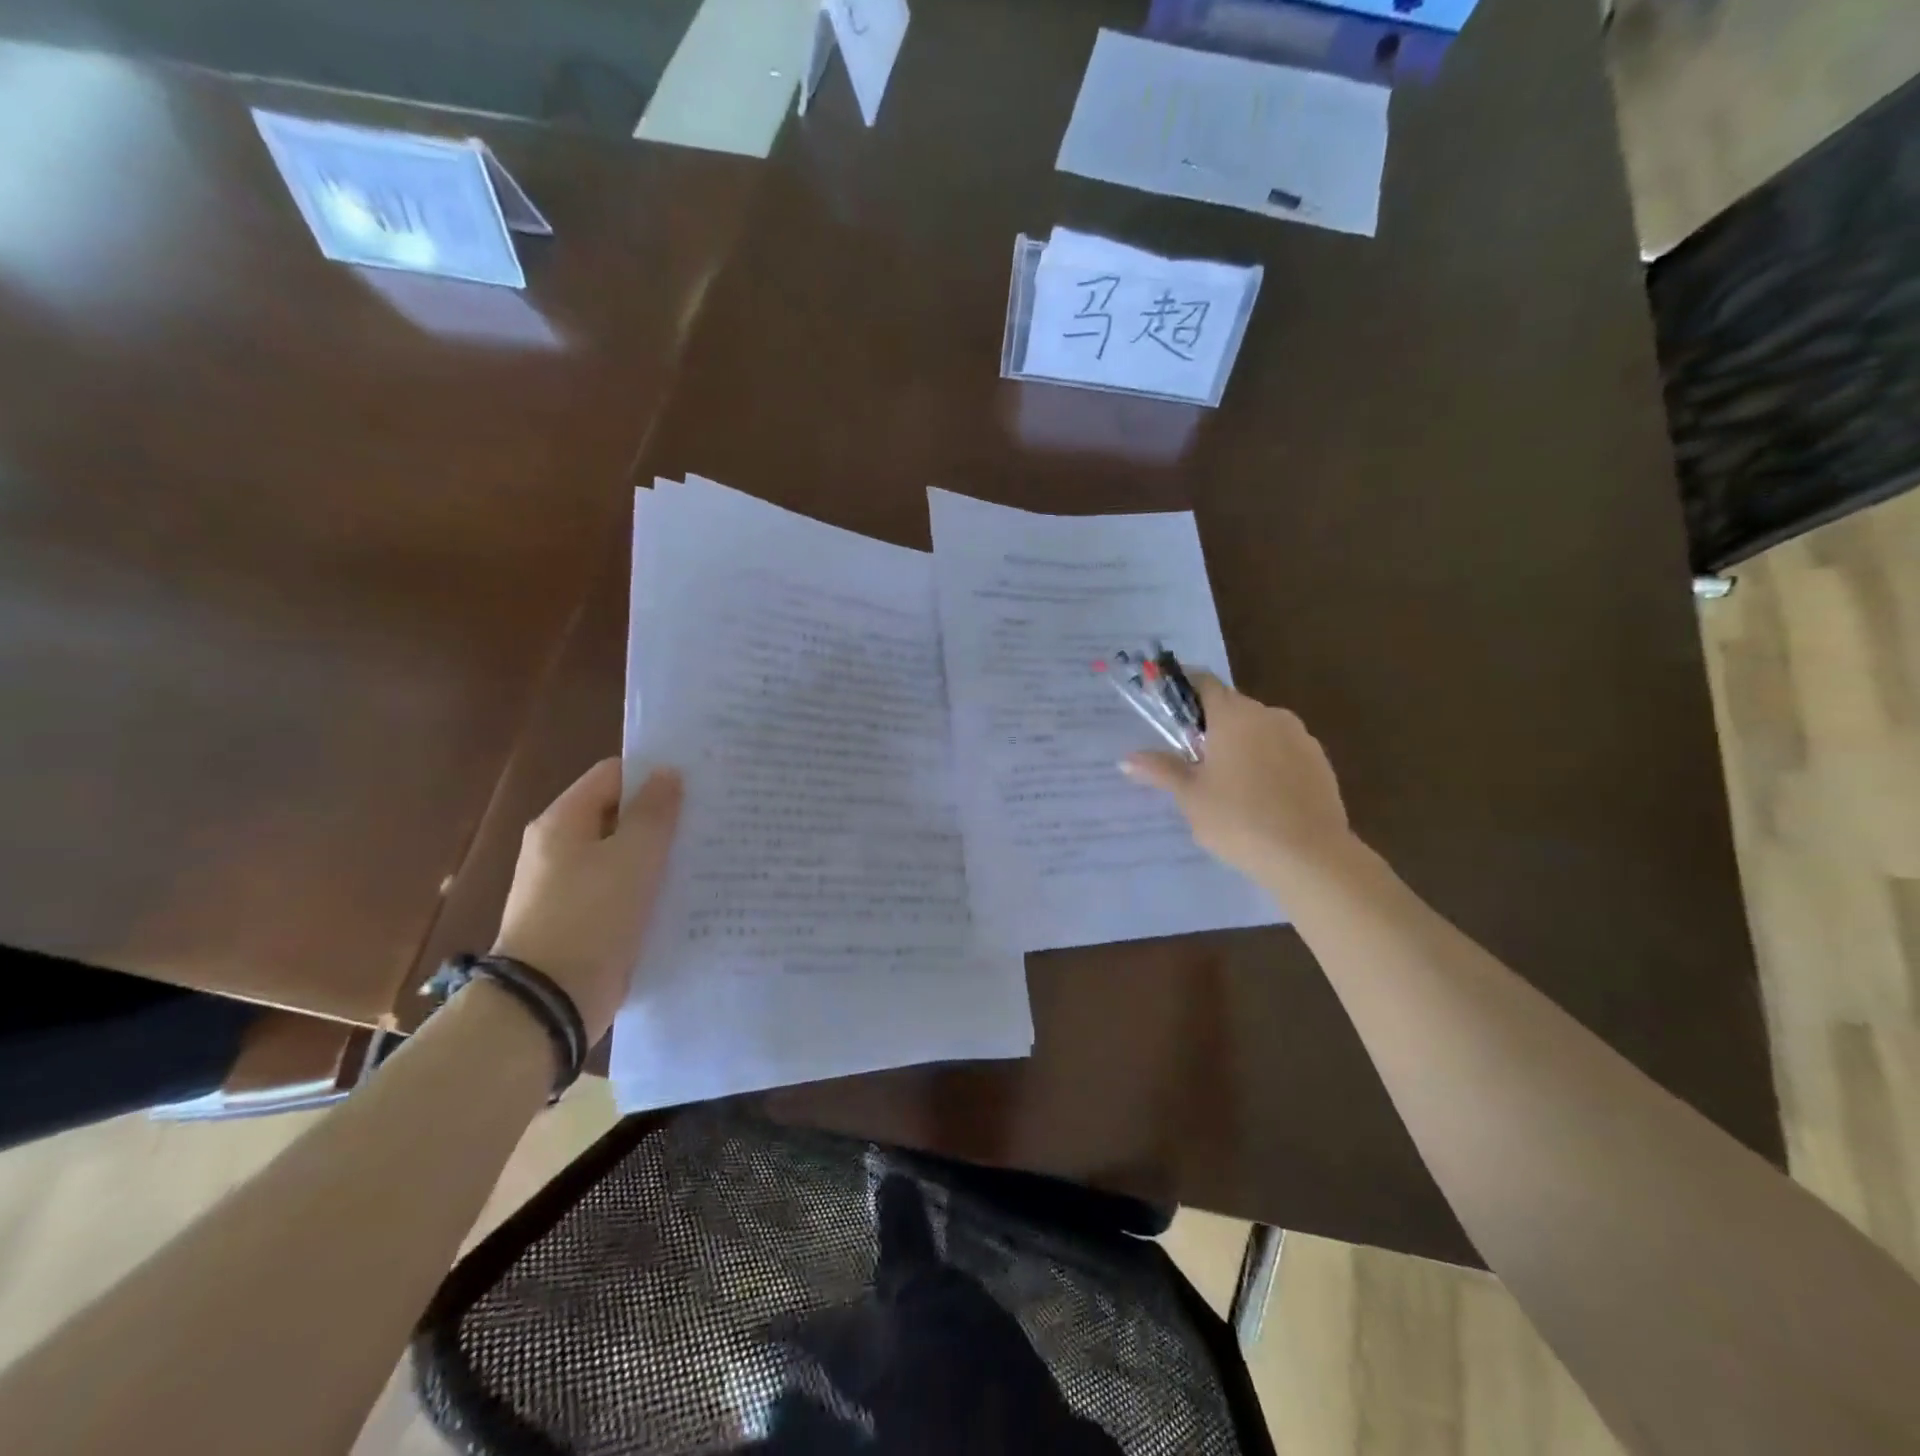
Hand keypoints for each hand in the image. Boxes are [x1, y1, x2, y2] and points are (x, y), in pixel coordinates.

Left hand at [492, 758, 682, 1044]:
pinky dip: (648, 886)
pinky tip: (684, 892)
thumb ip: (654, 812)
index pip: (613, 774)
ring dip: (658, 853)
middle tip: (710, 817)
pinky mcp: (582, 920)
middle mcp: (559, 847)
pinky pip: (621, 889)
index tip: (698, 782)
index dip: (653, 773)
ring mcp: (568, 886)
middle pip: (618, 814)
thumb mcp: (633, 856)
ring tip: (707, 853)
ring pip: (623, 854)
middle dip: (661, 814)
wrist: (549, 1001)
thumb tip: (667, 773)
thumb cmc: (592, 916)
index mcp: (563, 821)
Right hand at [1121, 673, 1352, 890]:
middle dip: (1210, 726)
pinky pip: (1283, 750)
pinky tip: (1260, 797)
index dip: (1183, 688)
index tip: (1167, 706)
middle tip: (1192, 760)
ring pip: (1260, 730)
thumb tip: (1127, 759)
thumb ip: (1161, 770)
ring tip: (1227, 784)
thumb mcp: (1191, 797)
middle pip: (1232, 708)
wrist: (1310, 856)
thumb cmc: (1239, 820)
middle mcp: (1269, 715)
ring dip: (1241, 745)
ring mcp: (1300, 737)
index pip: (1204, 682)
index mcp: (1233, 715)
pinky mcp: (1320, 762)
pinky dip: (1267, 762)